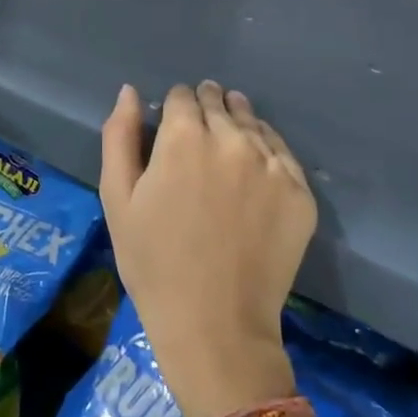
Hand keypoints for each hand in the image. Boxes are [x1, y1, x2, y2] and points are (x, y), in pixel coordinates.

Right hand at [100, 80, 316, 416]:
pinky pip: (282, 152)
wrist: (215, 325)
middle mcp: (232, 138)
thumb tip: (131, 91)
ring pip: (253, 122)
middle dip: (206, 109)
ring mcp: (272, 164)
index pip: (183, 95)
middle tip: (198, 137)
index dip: (175, 107)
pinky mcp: (300, 192)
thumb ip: (120, 135)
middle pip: (219, 102)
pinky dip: (266, 150)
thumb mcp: (117, 198)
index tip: (172, 126)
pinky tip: (254, 169)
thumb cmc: (153, 262)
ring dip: (238, 123)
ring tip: (228, 145)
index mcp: (183, 136)